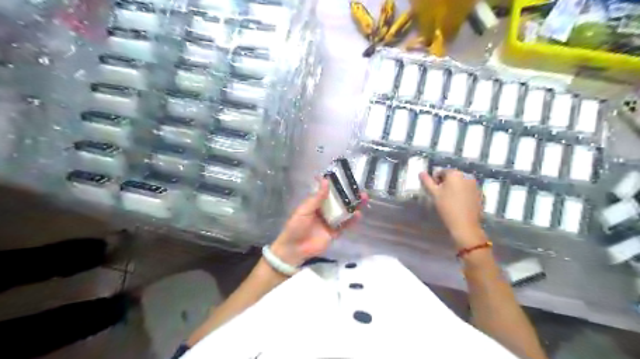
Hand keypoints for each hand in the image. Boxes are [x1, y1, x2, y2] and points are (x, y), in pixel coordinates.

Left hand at [272, 178, 370, 265]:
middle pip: (338, 202)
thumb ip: (317, 197)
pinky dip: (352, 221)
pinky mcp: (334, 233)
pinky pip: (345, 226)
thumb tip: (326, 181)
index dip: (336, 186)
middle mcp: (324, 211)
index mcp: (315, 204)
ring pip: (344, 212)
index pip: (327, 192)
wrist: (294, 249)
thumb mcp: (305, 210)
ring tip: (364, 198)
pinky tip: (358, 214)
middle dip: (348, 195)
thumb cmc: (296, 226)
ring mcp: (330, 222)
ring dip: (353, 206)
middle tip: (359, 189)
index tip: (345, 178)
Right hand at [420, 168, 485, 247]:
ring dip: (454, 188)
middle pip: (452, 176)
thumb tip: (421, 172)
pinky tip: (459, 203)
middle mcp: (467, 175)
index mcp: (455, 174)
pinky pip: (468, 189)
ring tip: (451, 200)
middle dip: (446, 184)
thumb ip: (427, 181)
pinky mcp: (480, 193)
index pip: (441, 172)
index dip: (435, 181)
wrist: (465, 224)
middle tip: (442, 196)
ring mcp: (475, 184)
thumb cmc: (447, 207)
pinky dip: (462, 193)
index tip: (435, 192)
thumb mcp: (434, 194)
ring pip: (460, 183)